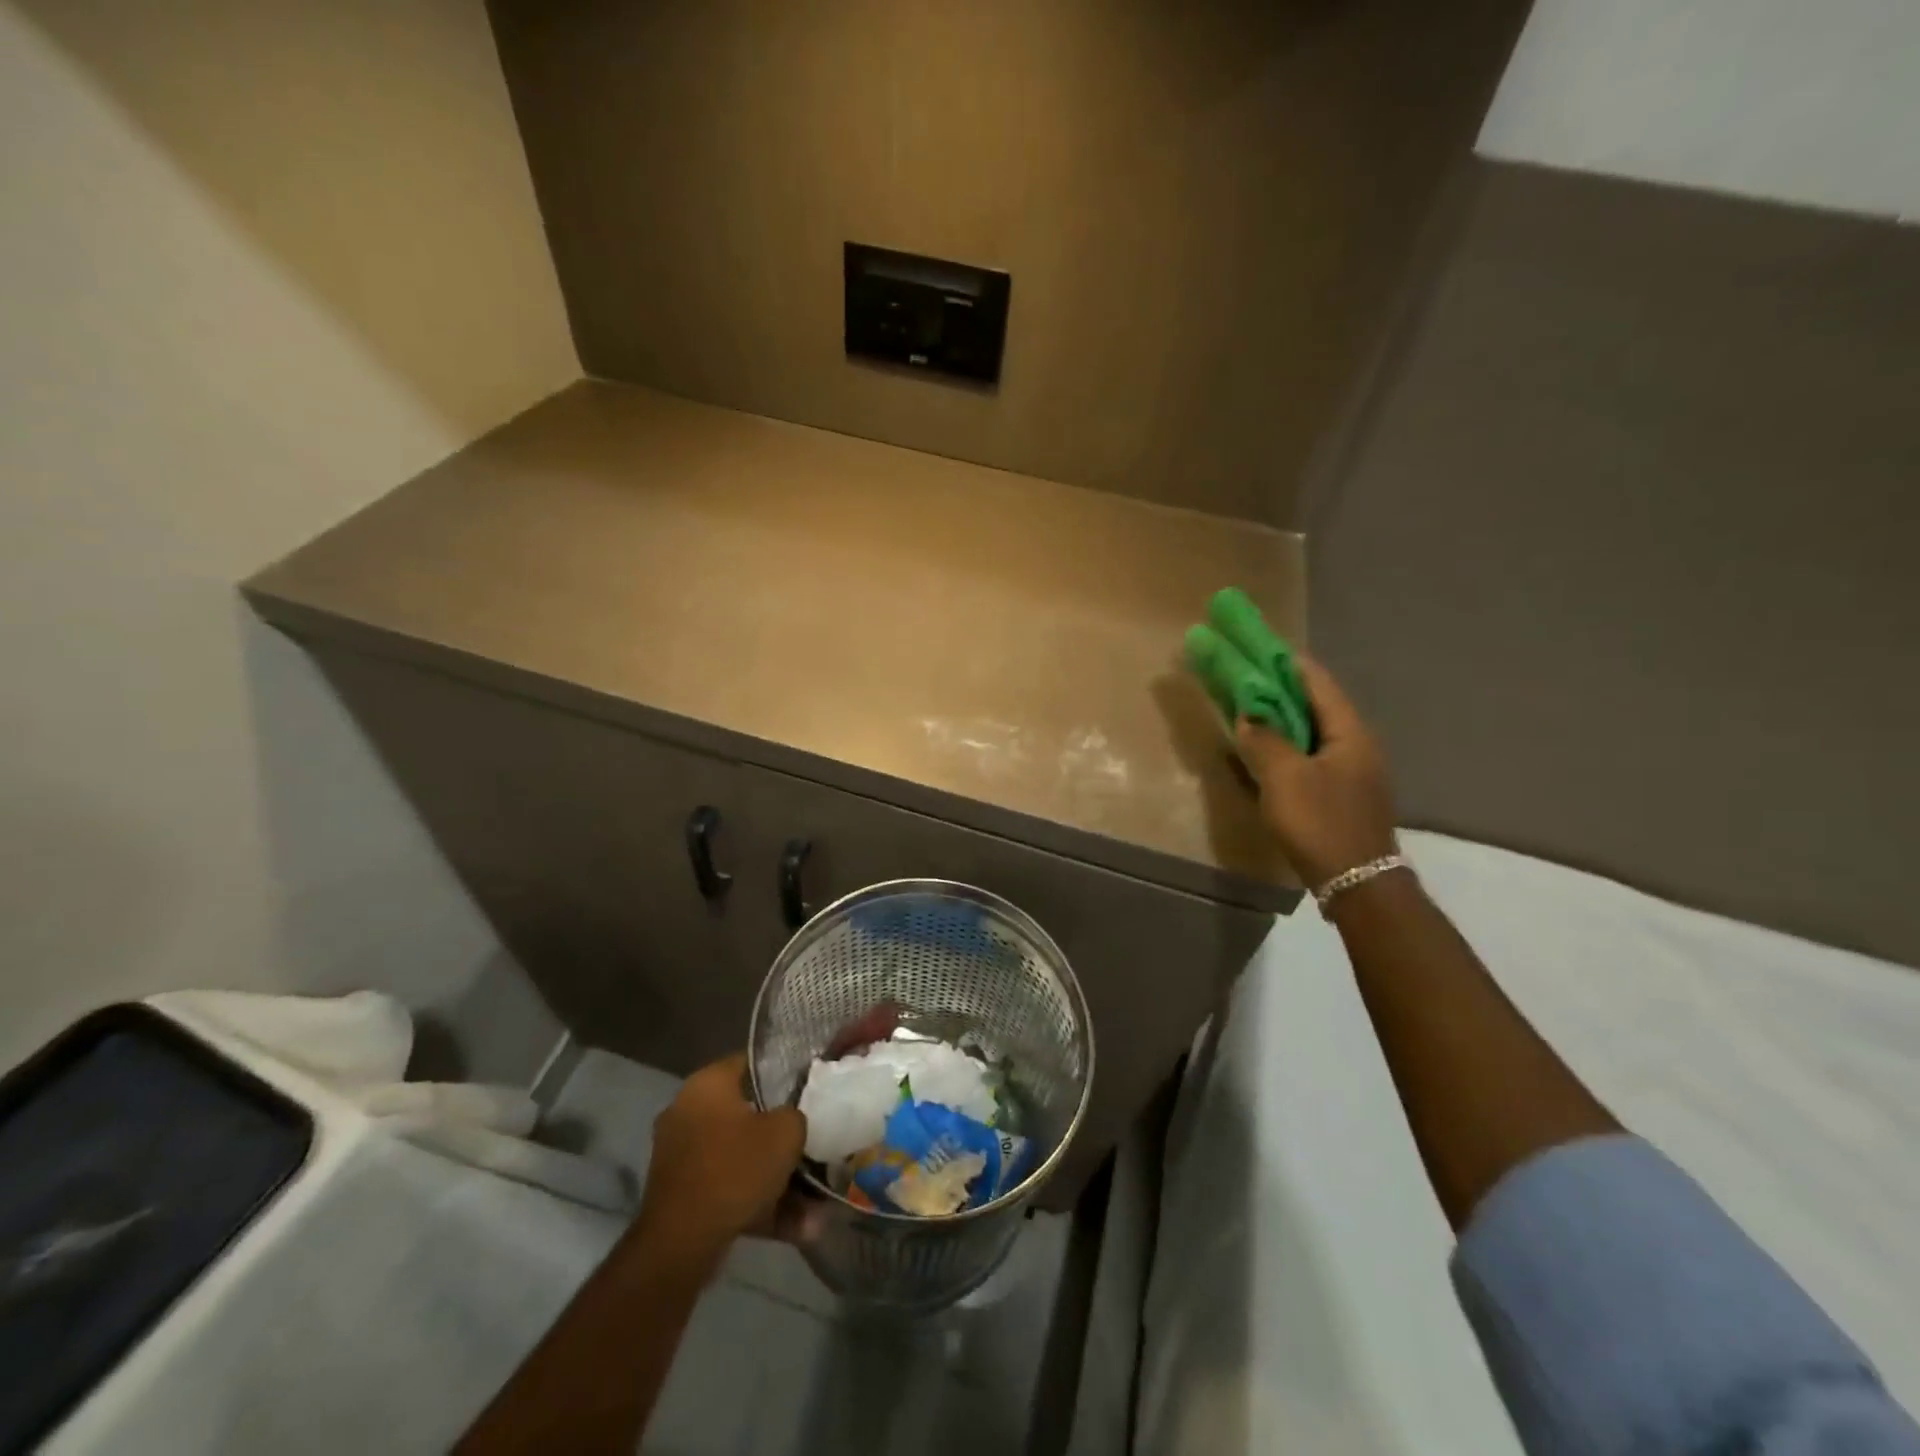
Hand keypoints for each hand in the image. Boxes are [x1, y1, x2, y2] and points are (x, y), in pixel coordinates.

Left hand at [634, 1052, 805, 1262]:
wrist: (680, 1243)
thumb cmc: (735, 1169)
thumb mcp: (786, 1132)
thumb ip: (795, 1115)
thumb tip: (790, 1119)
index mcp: (707, 1083)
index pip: (751, 1063)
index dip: (784, 1073)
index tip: (807, 1090)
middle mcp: (687, 1111)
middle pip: (747, 1115)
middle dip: (781, 1138)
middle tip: (810, 1147)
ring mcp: (680, 1154)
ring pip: (740, 1158)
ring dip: (776, 1180)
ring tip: (814, 1207)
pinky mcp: (680, 1193)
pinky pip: (728, 1188)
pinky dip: (757, 1204)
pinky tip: (795, 1229)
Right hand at [1236, 656, 1397, 887]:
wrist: (1356, 883)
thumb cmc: (1321, 822)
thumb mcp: (1284, 777)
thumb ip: (1264, 740)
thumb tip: (1248, 717)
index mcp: (1349, 731)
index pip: (1316, 681)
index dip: (1285, 661)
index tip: (1256, 646)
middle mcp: (1357, 744)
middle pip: (1315, 704)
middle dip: (1280, 688)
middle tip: (1245, 676)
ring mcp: (1352, 771)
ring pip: (1312, 731)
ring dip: (1282, 718)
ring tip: (1249, 708)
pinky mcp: (1342, 794)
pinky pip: (1310, 756)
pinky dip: (1287, 744)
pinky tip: (1266, 751)